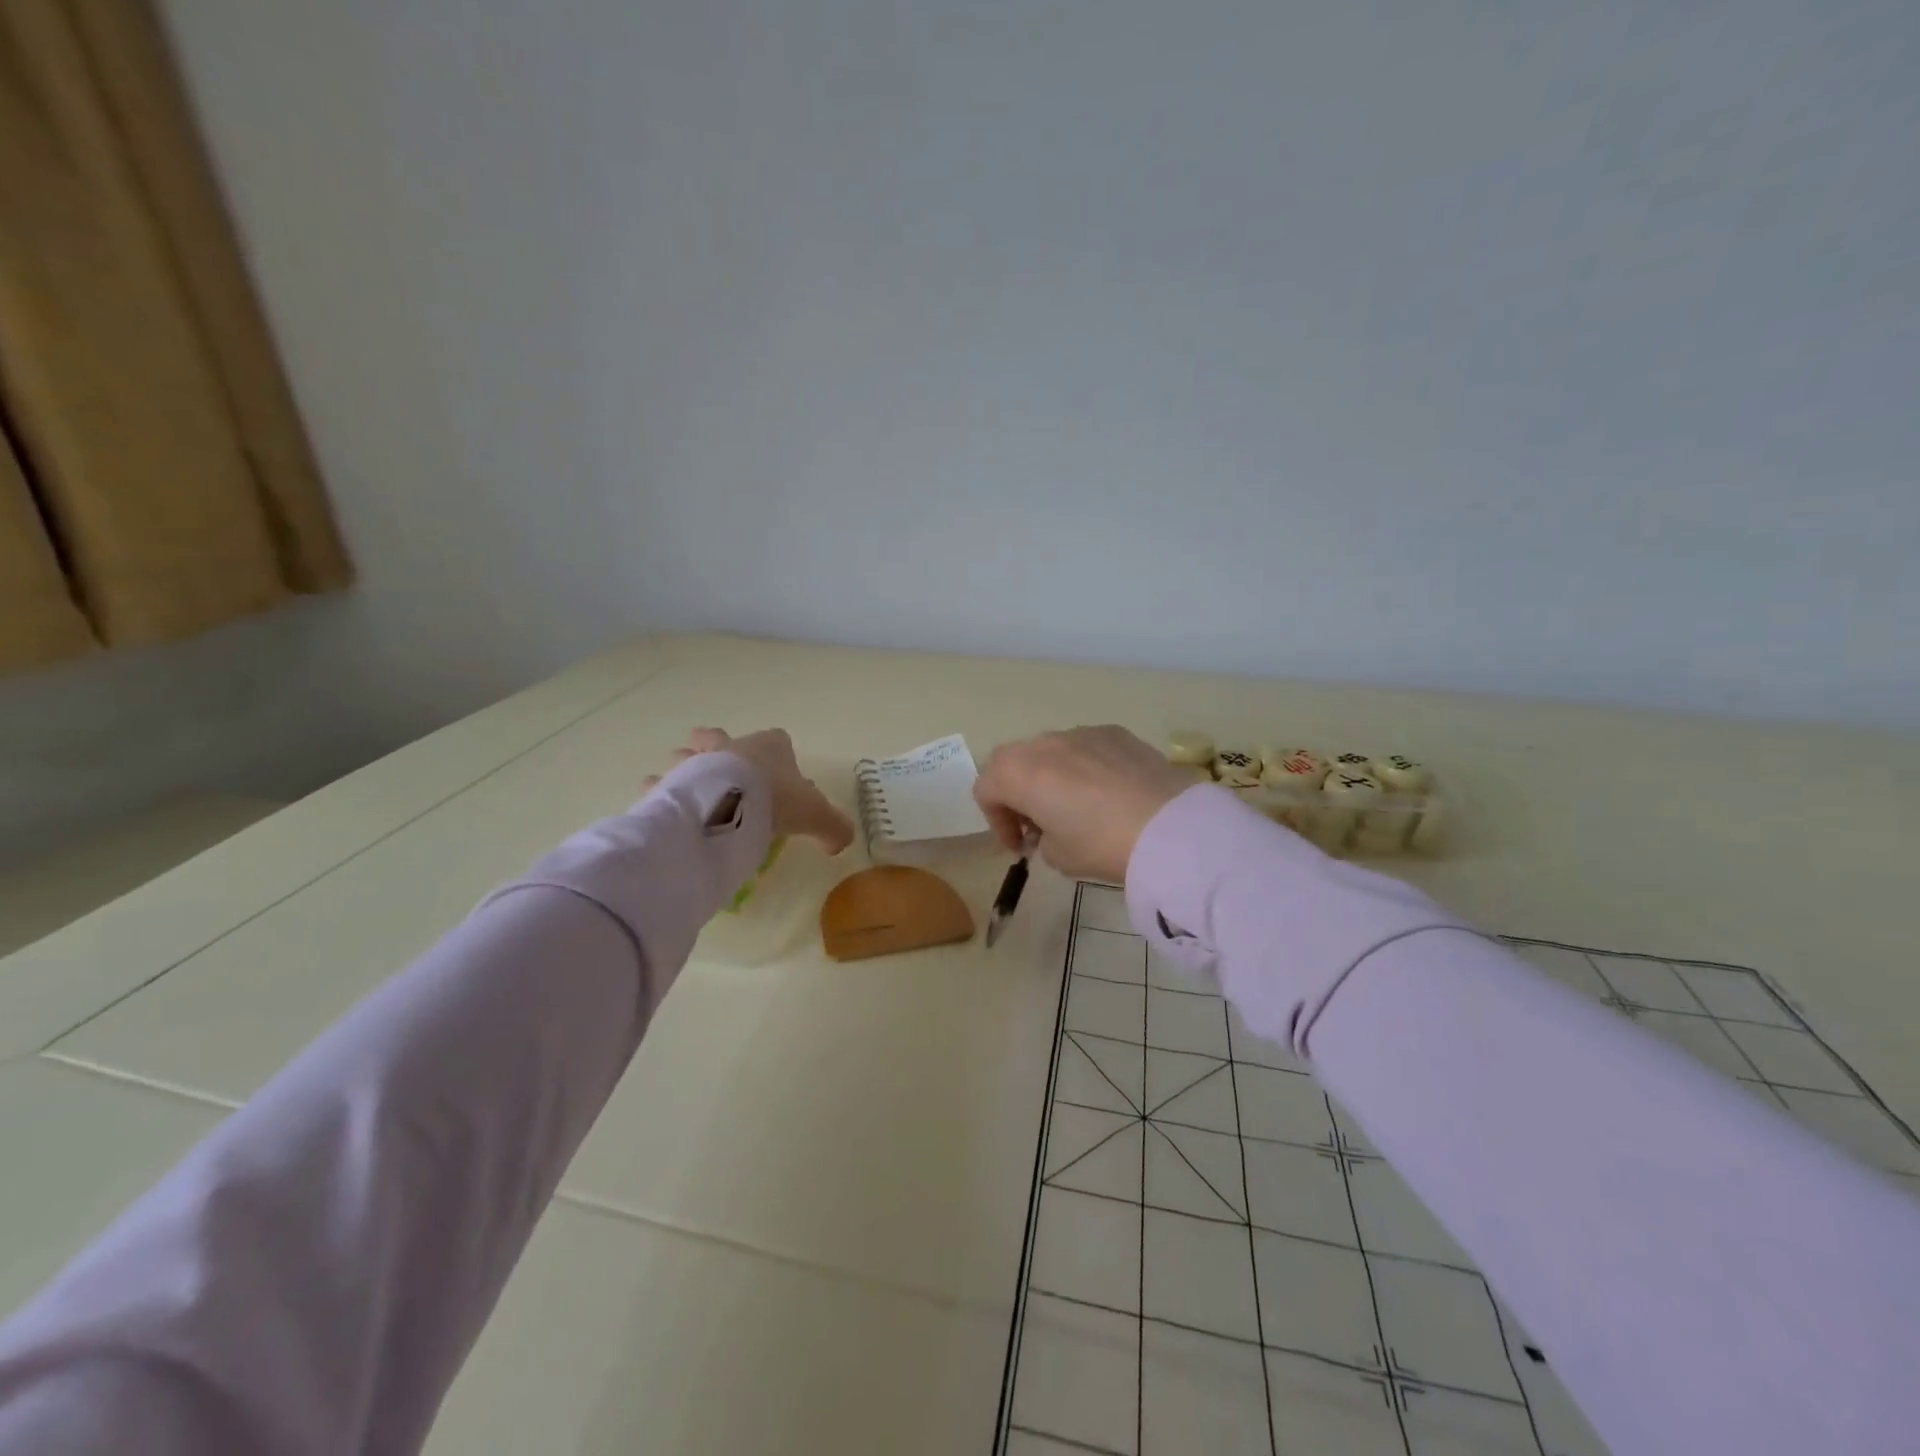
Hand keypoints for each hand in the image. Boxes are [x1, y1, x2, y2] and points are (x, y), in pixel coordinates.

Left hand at [644, 727, 855, 854]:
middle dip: (717, 748)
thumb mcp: (816, 815)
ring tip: (692, 793)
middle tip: (722, 773)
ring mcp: (697, 761)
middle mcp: (731, 746)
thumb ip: (833, 828)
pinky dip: (662, 794)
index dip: (777, 753)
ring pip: (686, 755)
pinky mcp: (672, 782)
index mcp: (769, 747)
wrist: (729, 805)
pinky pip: (661, 784)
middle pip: (718, 737)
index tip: (778, 775)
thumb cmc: (777, 799)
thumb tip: (839, 843)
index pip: (777, 739)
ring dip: (686, 769)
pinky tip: (667, 809)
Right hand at [974, 726, 1193, 882]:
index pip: (986, 789)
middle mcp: (1045, 743)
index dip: (996, 821)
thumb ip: (1041, 838)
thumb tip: (1049, 829)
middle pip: (1013, 762)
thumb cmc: (1101, 844)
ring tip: (1077, 807)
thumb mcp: (1058, 856)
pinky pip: (1086, 748)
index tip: (1020, 846)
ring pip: (1051, 751)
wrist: (1169, 827)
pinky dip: (1084, 767)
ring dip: (1051, 776)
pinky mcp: (1115, 733)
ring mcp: (1082, 732)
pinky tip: (1109, 793)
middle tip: (1038, 824)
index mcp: (1019, 773)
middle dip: (1017, 792)